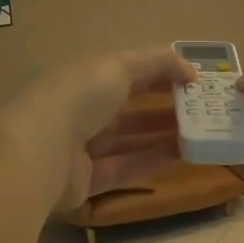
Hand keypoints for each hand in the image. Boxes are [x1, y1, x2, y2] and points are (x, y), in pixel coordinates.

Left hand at [0, 48, 196, 211]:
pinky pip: (125, 167)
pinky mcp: (87, 180)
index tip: (194, 80)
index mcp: (85, 77)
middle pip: (128, 107)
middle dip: (164, 105)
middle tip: (202, 109)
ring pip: (129, 139)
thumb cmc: (79, 96)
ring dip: (163, 134)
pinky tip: (183, 154)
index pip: (127, 71)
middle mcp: (82, 110)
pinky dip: (152, 159)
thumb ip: (157, 62)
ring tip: (200, 132)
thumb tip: (191, 69)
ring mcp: (82, 147)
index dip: (160, 73)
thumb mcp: (120, 65)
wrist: (41, 150)